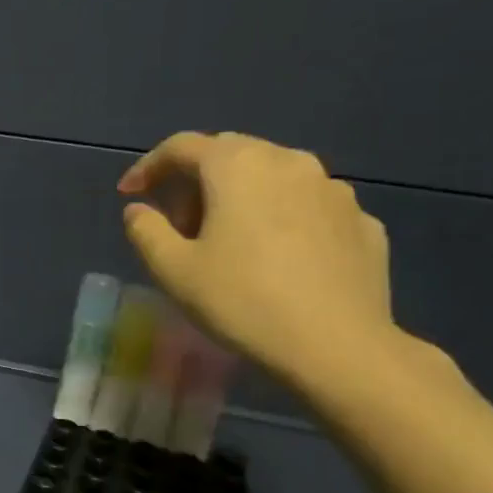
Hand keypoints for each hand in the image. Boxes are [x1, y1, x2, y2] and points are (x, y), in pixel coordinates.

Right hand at [119, 132, 397, 388]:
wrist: (338, 346)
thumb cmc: (242, 300)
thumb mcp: (172, 270)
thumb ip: (145, 230)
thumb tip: (138, 210)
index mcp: (237, 166)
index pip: (181, 147)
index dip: (148, 167)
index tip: (129, 194)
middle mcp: (289, 162)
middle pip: (229, 154)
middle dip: (196, 181)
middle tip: (179, 224)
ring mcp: (333, 189)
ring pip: (273, 177)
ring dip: (242, 197)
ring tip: (229, 240)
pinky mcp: (362, 221)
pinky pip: (308, 206)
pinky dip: (282, 219)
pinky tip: (277, 258)